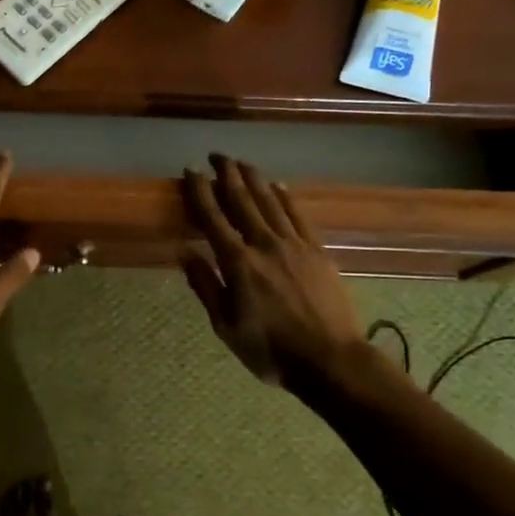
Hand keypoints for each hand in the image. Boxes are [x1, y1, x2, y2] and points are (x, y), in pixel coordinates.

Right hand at [180, 155, 367, 387]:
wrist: (331, 359)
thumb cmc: (271, 350)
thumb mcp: (226, 326)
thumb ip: (206, 286)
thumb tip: (184, 251)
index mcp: (238, 263)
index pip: (213, 218)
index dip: (199, 192)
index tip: (190, 171)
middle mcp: (264, 244)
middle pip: (242, 200)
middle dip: (226, 175)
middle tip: (216, 155)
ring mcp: (294, 245)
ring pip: (270, 202)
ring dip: (254, 179)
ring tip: (242, 162)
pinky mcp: (317, 251)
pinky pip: (298, 215)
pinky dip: (285, 197)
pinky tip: (278, 186)